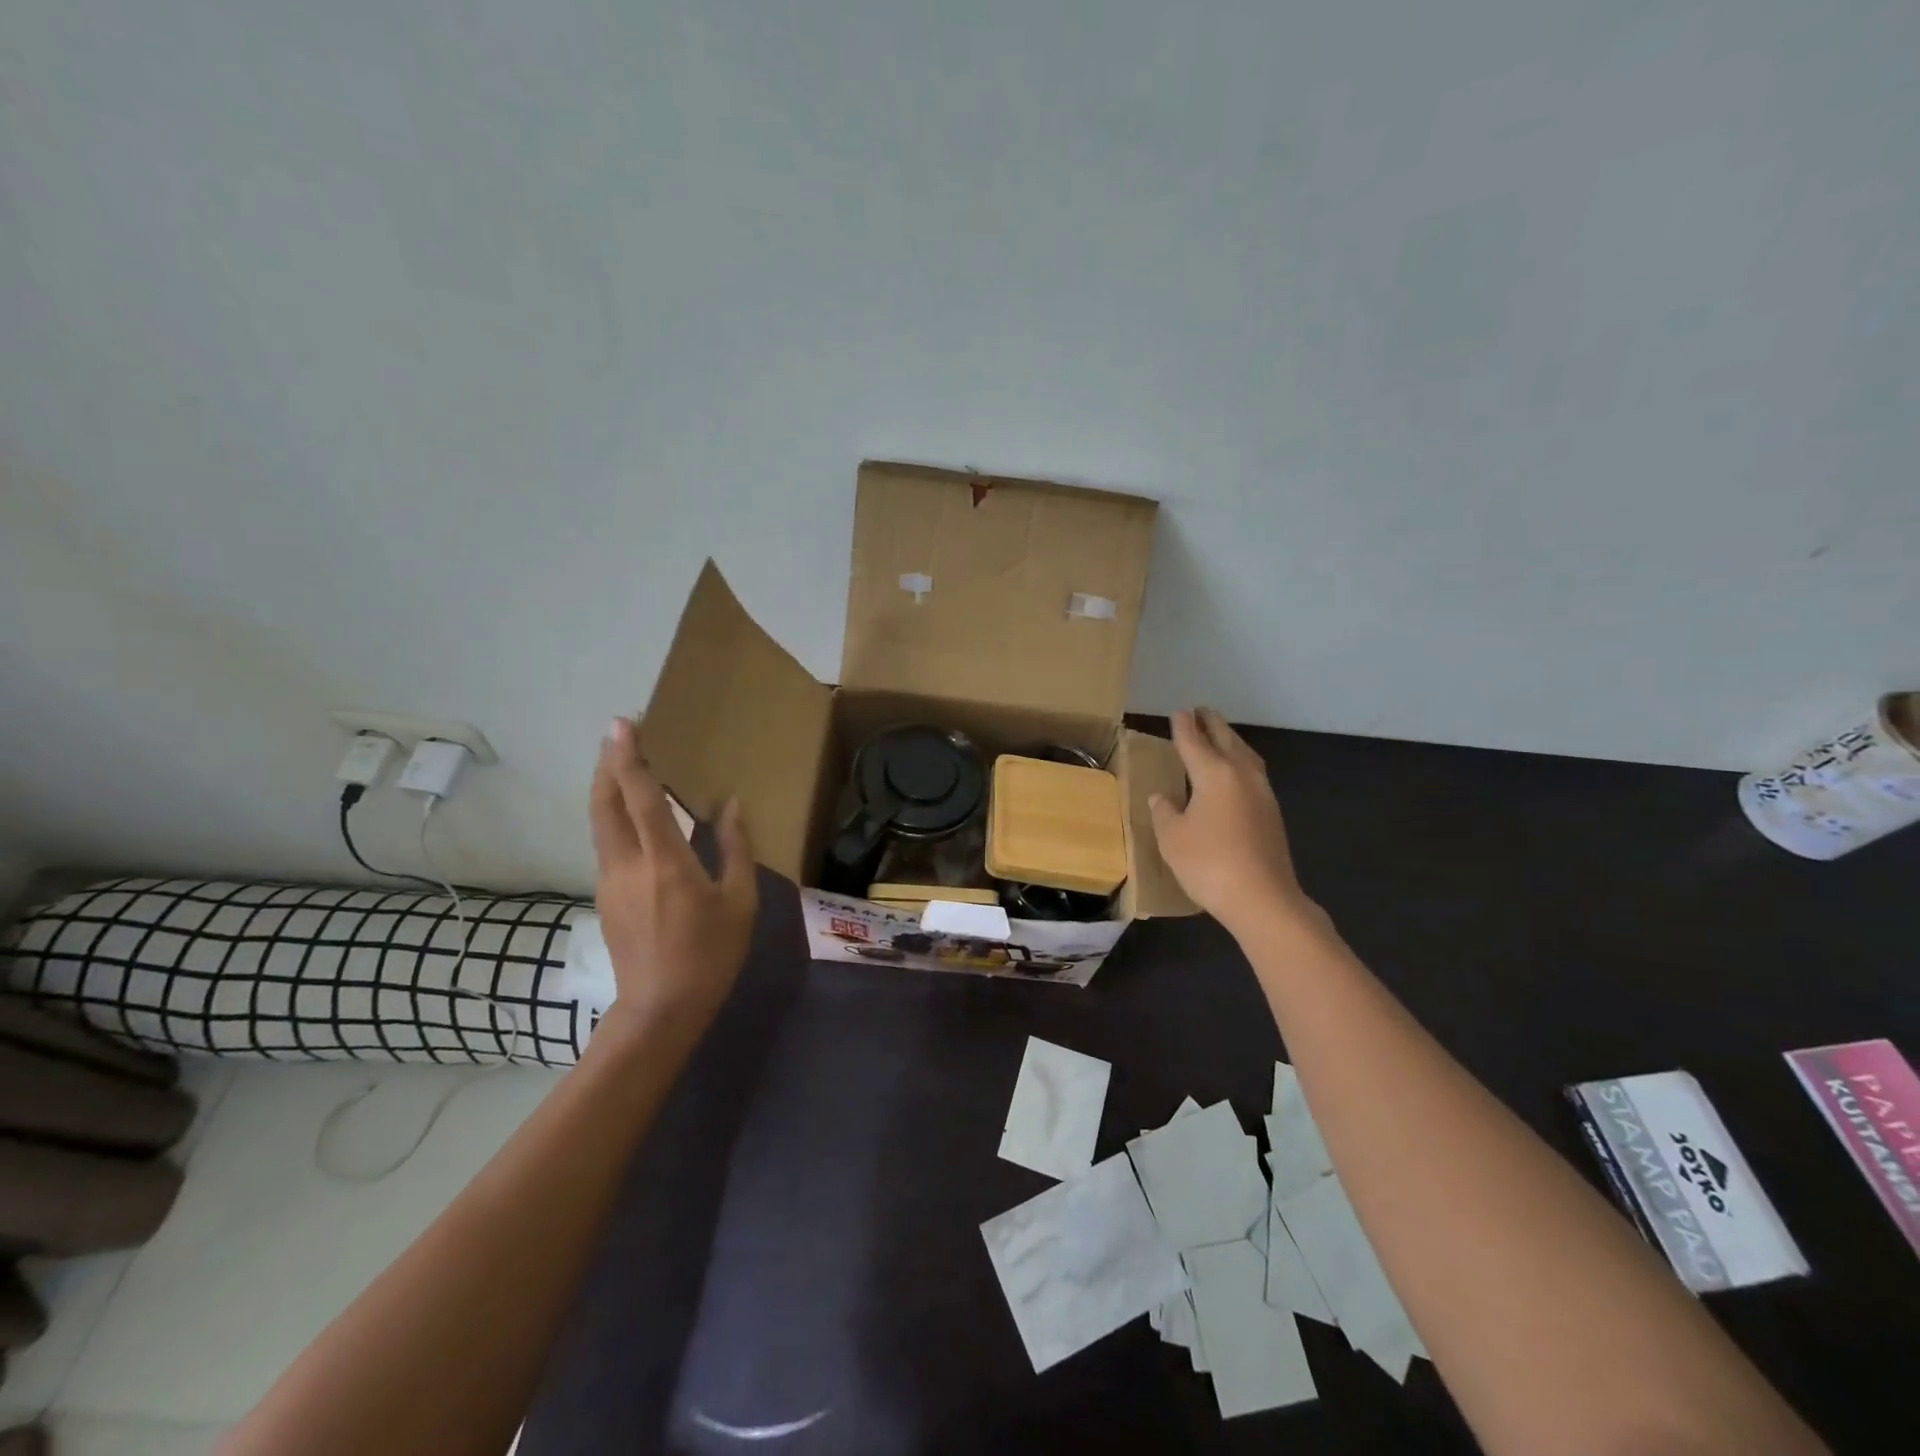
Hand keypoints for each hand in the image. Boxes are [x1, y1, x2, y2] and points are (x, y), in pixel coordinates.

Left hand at [589, 717, 757, 1033]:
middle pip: (604, 803)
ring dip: (607, 789)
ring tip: (624, 767)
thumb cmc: (710, 954)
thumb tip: (732, 807)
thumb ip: (737, 849)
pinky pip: (606, 843)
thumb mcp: (739, 902)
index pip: (640, 798)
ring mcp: (609, 881)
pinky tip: (632, 818)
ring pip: (600, 823)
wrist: (661, 1009)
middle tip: (619, 736)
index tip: (623, 725)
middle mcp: (627, 864)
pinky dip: (613, 817)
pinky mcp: (605, 897)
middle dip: (607, 764)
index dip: (629, 758)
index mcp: (664, 862)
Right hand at [1149, 708, 1315, 938]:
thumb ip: (1164, 812)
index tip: (1178, 712)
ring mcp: (1262, 793)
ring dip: (1230, 741)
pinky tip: (1234, 773)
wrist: (1262, 898)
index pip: (1193, 742)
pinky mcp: (1271, 813)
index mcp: (1214, 774)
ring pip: (1245, 755)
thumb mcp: (1172, 838)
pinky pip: (1253, 773)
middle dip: (1212, 724)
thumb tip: (1162, 797)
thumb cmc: (1208, 863)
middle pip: (1225, 740)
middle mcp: (1241, 775)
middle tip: (1201, 711)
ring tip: (1219, 735)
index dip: (1183, 727)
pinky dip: (1240, 762)